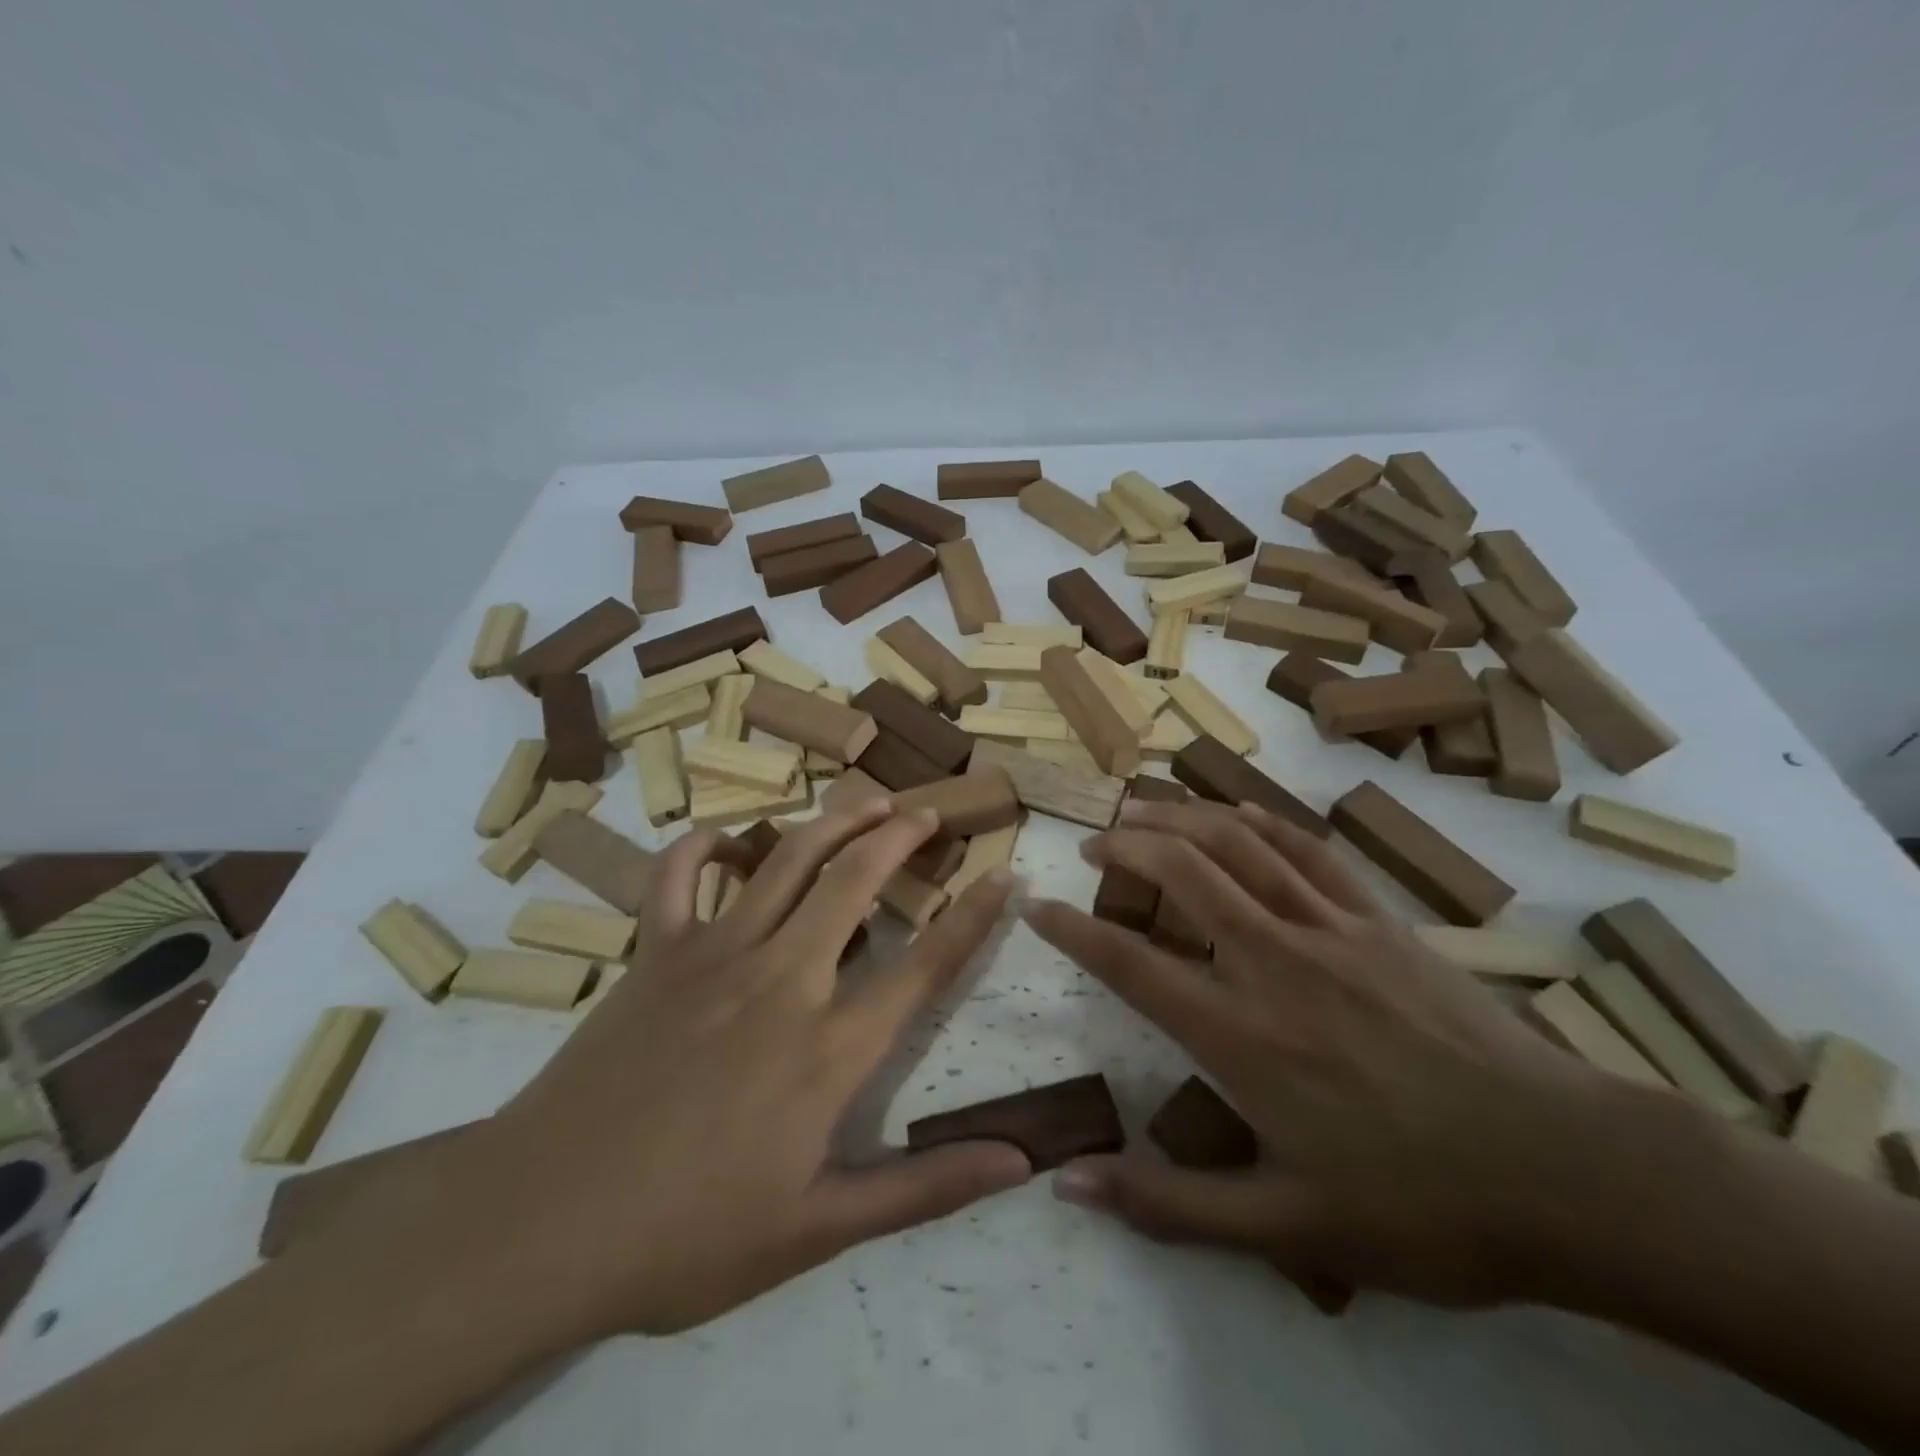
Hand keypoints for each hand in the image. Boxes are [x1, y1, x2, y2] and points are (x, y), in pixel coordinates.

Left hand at [439, 802, 1031, 1339]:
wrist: (539, 1226)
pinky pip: (680, 875)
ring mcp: (712, 955)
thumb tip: (1019, 1162)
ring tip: (867, 802)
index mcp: (827, 1048)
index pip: (924, 967)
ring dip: (833, 823)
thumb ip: (924, 1190)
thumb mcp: (817, 1230)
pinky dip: (705, 845)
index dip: (972, 918)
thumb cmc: (686, 1235)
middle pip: (854, 883)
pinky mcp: (654, 952)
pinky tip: (728, 837)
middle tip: (927, 811)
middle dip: (900, 838)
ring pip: (786, 863)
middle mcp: (781, 980)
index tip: (1004, 877)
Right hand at [1025, 797, 1661, 1306]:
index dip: (1074, 930)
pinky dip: (1264, 823)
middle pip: (1183, 873)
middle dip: (1127, 846)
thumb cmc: (1421, 1207)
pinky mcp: (1381, 921)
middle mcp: (1274, 963)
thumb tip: (1071, 1184)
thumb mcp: (1288, 1228)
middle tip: (1093, 842)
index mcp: (1241, 1035)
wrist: (1569, 1174)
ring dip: (1183, 818)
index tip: (1039, 906)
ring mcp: (1331, 931)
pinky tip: (1238, 812)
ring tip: (1143, 809)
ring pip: (1240, 846)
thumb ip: (1171, 1206)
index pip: (1131, 964)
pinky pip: (1310, 852)